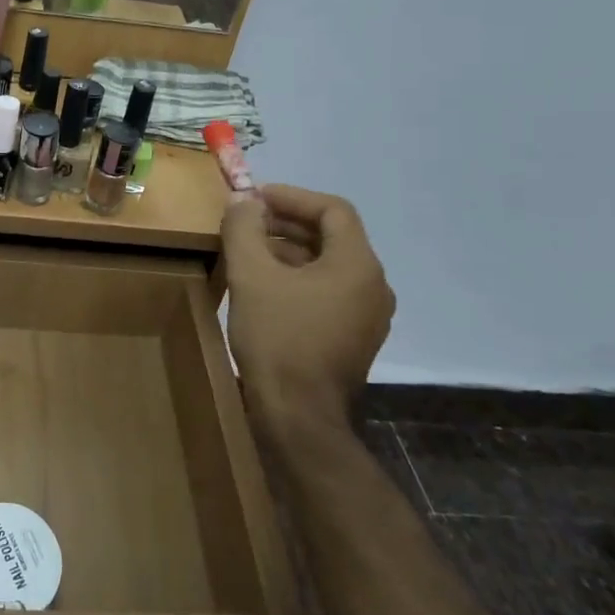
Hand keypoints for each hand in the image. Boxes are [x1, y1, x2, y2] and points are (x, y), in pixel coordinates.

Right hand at [220, 186, 394, 468]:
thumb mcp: (251, 275)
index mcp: (358, 264)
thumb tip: (241, 200)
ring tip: (249, 252)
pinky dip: (298, 278)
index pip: (332, 210)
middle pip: (332, 236)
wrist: (298, 417)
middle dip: (286, 223)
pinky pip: (327, 292)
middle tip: (246, 222)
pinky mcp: (353, 339)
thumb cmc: (278, 338)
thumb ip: (244, 228)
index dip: (291, 197)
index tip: (254, 198)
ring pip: (328, 266)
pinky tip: (265, 288)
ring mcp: (367, 316)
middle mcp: (373, 285)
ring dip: (289, 251)